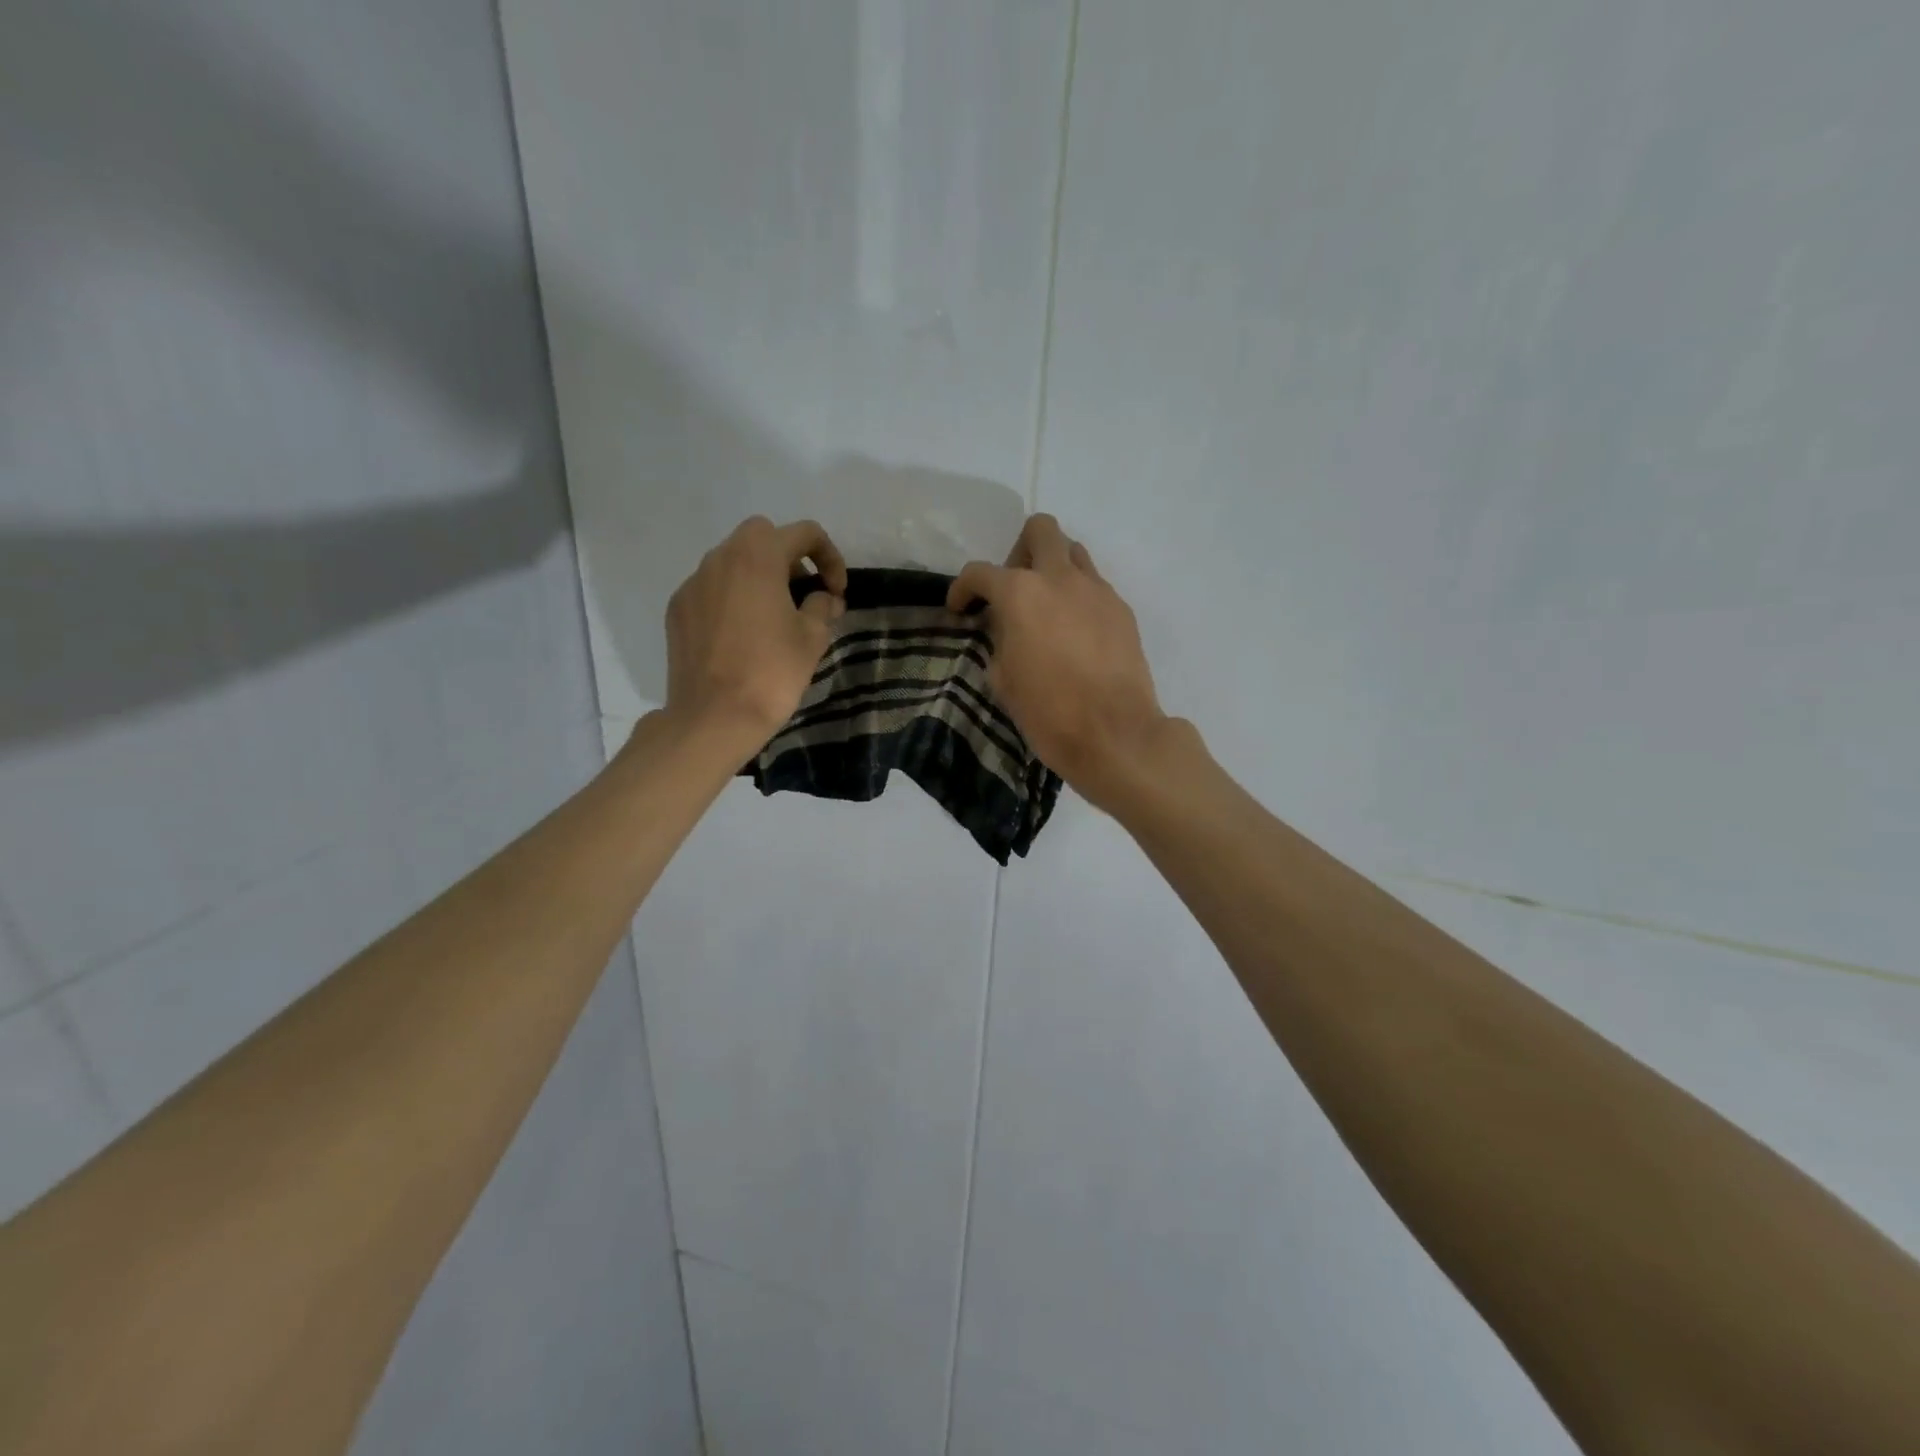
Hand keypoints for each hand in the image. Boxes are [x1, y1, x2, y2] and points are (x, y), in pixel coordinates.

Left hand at [663, 517, 847, 745]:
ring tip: (773, 618)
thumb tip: (824, 598)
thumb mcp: (812, 638)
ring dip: (758, 578)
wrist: (713, 717)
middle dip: (789, 558)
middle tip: (803, 595)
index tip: (836, 591)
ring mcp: (693, 583)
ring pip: (732, 562)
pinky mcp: (677, 609)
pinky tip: (742, 636)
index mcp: (758, 556)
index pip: (804, 533)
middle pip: (762, 537)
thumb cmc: (771, 672)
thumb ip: (822, 606)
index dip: (830, 557)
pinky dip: (732, 599)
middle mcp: (720, 558)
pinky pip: (711, 589)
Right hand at [947, 514, 1167, 807]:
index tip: (961, 610)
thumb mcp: (1003, 679)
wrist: (1114, 733)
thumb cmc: (1048, 712)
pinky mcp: (1122, 610)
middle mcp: (1060, 578)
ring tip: (1046, 608)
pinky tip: (1075, 634)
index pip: (980, 573)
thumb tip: (1005, 629)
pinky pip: (1094, 586)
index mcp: (1020, 593)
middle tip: (1013, 590)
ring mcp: (1097, 590)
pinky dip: (1078, 597)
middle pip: (1040, 530)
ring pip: (1073, 552)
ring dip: (1053, 568)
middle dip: (1019, 551)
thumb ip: (998, 641)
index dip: (962, 589)